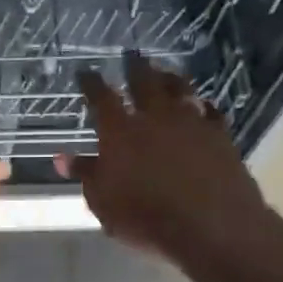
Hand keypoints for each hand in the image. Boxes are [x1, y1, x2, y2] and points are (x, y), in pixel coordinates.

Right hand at [55, 54, 277, 269]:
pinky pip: (211, 111)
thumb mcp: (102, 202)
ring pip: (180, 89)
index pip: (101, 97)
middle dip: (135, 67)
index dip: (91, 83)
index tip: (85, 72)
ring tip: (165, 72)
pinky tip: (203, 105)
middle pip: (144, 82)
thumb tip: (61, 157)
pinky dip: (203, 105)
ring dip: (170, 78)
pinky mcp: (220, 136)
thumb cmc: (145, 217)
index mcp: (120, 131)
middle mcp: (155, 117)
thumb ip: (85, 174)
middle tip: (132, 55)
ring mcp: (191, 123)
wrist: (212, 226)